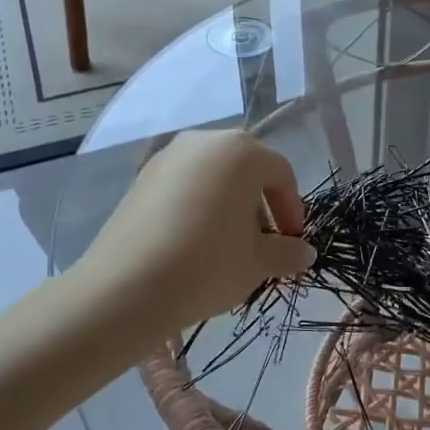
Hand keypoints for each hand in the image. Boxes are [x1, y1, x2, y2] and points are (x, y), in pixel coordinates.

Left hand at [68, 130, 314, 345]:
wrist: (125, 287)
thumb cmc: (208, 265)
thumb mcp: (259, 263)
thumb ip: (288, 252)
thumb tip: (304, 253)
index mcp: (243, 151)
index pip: (281, 175)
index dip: (292, 210)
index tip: (291, 243)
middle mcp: (206, 141)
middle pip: (247, 169)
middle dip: (261, 204)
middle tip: (263, 242)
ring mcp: (169, 156)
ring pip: (214, 176)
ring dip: (229, 204)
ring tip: (228, 244)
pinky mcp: (141, 177)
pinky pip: (184, 185)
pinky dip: (198, 206)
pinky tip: (195, 242)